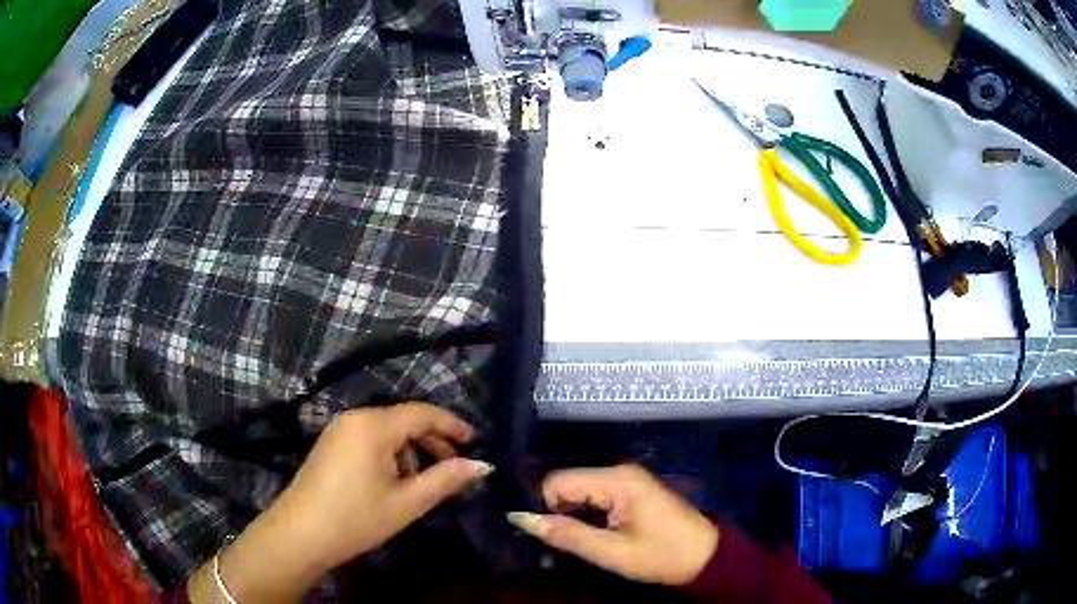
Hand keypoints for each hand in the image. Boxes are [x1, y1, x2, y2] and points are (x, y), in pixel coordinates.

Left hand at [270, 403, 492, 568]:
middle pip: (404, 420)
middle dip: (432, 441)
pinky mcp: (330, 444)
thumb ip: (446, 480)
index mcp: (374, 426)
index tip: (476, 441)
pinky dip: (390, 455)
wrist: (300, 534)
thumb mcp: (407, 502)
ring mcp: (339, 430)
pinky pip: (369, 439)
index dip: (452, 425)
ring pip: (387, 431)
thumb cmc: (357, 518)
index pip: (422, 413)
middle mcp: (355, 418)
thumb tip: (482, 466)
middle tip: (454, 467)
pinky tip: (393, 483)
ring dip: (410, 451)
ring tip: (421, 483)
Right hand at [507, 464, 717, 585]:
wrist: (705, 556)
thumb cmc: (662, 556)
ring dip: (569, 513)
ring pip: (579, 489)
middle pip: (567, 483)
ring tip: (570, 539)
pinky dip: (584, 513)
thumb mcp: (613, 552)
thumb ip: (568, 535)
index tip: (542, 534)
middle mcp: (619, 471)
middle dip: (555, 510)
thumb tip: (524, 520)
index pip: (558, 481)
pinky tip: (587, 532)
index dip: (543, 507)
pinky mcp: (631, 489)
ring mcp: (627, 479)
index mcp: (617, 480)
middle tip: (556, 542)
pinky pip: (594, 494)